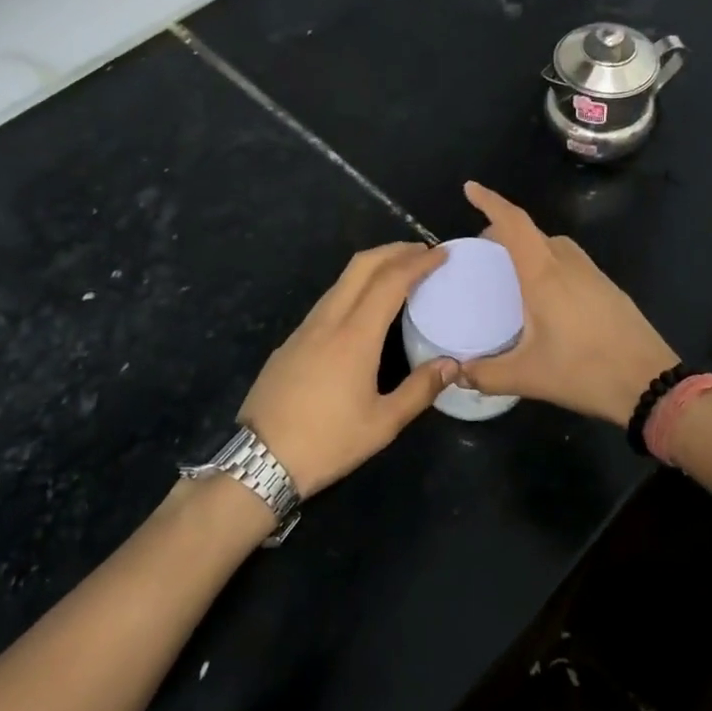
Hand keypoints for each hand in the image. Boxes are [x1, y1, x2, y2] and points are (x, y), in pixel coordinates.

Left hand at [238, 242, 455, 495]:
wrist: (259, 459)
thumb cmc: (327, 442)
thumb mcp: (382, 424)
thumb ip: (420, 390)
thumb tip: (452, 364)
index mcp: (355, 335)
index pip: (391, 281)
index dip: (418, 262)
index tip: (441, 254)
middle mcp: (329, 320)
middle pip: (362, 265)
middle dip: (394, 250)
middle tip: (423, 252)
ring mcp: (305, 328)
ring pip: (342, 280)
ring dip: (373, 266)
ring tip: (399, 273)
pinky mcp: (291, 341)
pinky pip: (329, 300)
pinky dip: (355, 287)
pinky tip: (364, 307)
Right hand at [460, 182, 677, 424]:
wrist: (651, 383)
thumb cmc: (585, 371)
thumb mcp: (528, 377)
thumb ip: (485, 374)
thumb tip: (455, 373)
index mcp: (544, 273)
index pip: (513, 223)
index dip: (490, 201)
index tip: (470, 188)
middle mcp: (568, 263)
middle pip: (532, 232)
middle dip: (504, 231)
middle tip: (483, 250)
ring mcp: (592, 273)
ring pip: (554, 246)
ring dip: (530, 247)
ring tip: (511, 272)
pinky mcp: (608, 288)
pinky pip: (570, 262)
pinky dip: (549, 263)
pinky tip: (546, 296)